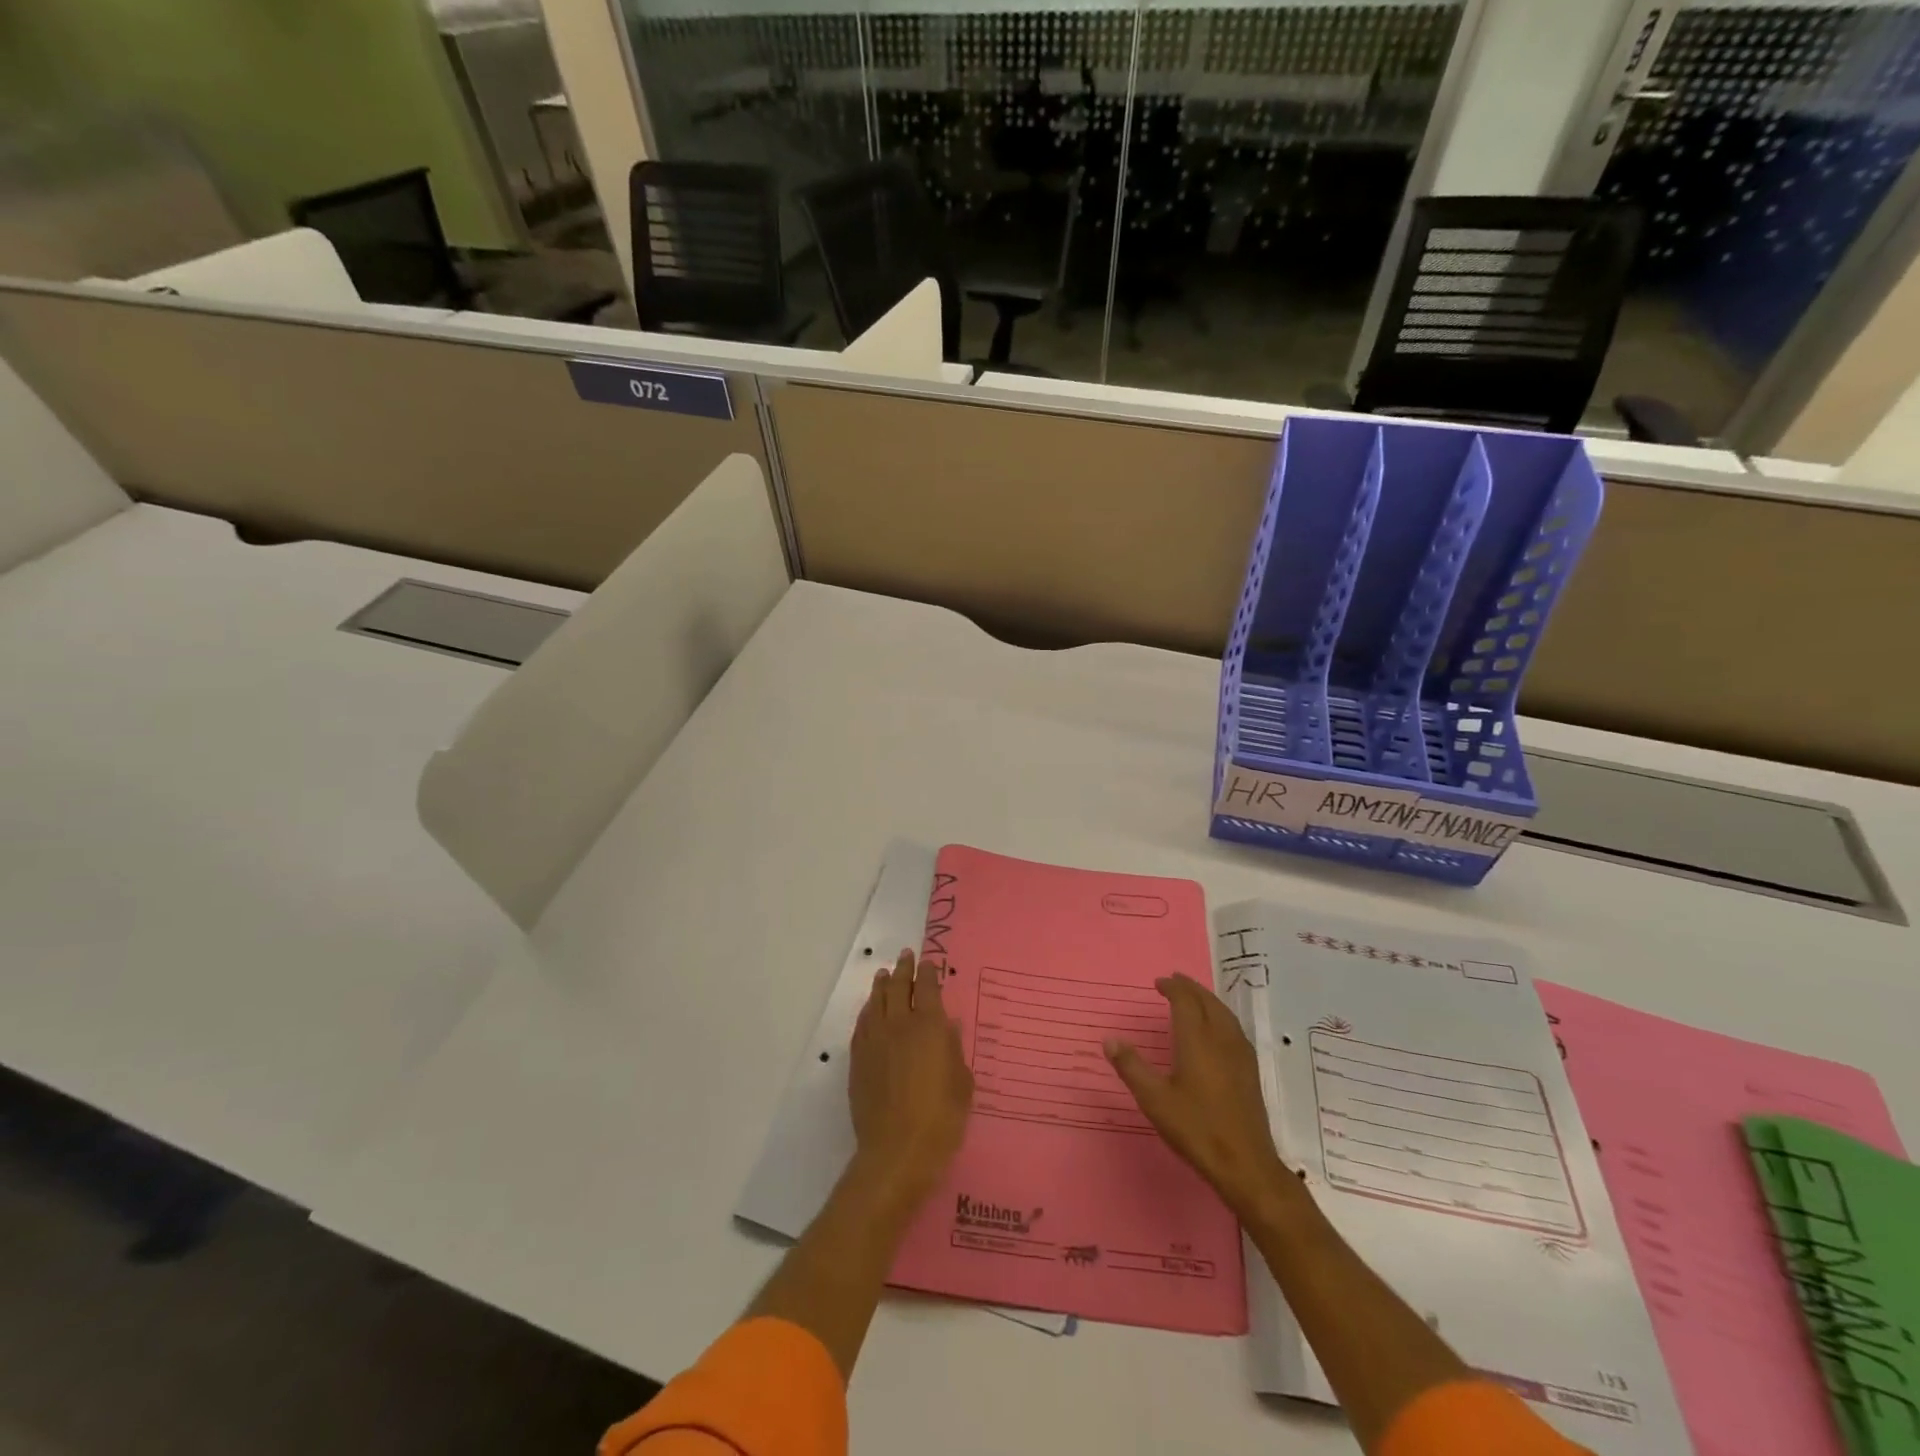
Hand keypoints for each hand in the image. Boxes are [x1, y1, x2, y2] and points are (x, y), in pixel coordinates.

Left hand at [848, 949, 973, 1203]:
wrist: (897, 1151)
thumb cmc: (941, 1119)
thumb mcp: (962, 1084)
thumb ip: (954, 1050)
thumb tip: (947, 1026)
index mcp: (930, 1026)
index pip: (928, 988)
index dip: (928, 972)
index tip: (929, 962)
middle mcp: (900, 1025)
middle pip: (899, 987)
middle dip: (904, 969)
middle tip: (906, 956)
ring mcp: (875, 1040)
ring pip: (876, 1001)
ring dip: (882, 985)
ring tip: (885, 975)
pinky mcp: (858, 1059)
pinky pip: (862, 1023)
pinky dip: (868, 1010)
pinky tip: (870, 1010)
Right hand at [1105, 974, 1289, 1219]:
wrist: (1245, 1164)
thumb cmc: (1196, 1129)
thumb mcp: (1154, 1099)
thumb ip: (1131, 1067)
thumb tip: (1110, 1039)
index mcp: (1197, 1040)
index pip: (1186, 1001)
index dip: (1173, 988)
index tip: (1159, 983)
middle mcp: (1221, 1039)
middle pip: (1208, 1002)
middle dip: (1191, 988)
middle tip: (1174, 982)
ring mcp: (1240, 1055)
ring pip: (1224, 1014)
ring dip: (1207, 1000)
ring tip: (1193, 998)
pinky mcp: (1250, 1071)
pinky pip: (1234, 1028)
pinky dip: (1220, 1016)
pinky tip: (1216, 1029)